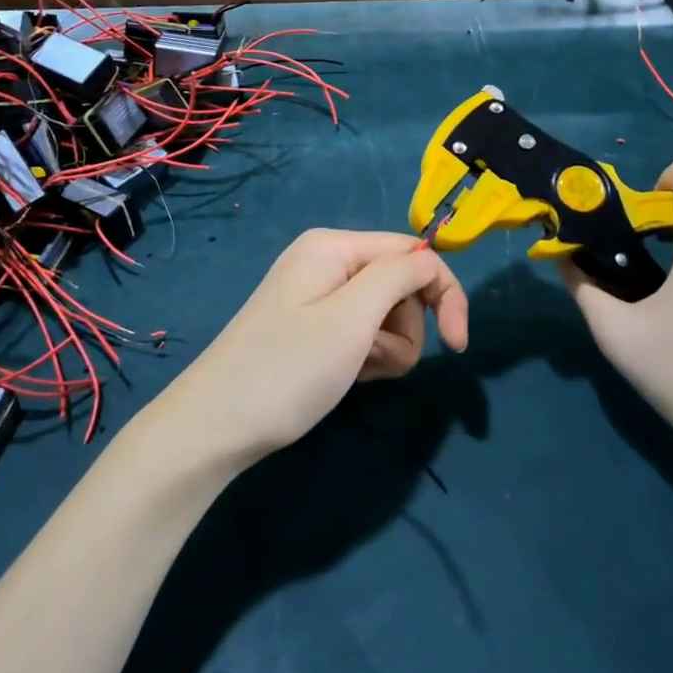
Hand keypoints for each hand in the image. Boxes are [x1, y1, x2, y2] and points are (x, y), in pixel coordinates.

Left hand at [159, 229, 468, 468]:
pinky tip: (344, 376)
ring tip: (355, 371)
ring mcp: (316, 294)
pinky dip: (364, 355)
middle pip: (400, 284)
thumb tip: (430, 259)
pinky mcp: (311, 325)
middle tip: (374, 360)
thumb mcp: (351, 319)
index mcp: (334, 245)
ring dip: (385, 347)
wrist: (215, 426)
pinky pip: (360, 331)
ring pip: (385, 313)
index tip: (458, 346)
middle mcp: (326, 260)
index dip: (444, 293)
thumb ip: (399, 276)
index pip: (414, 252)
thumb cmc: (288, 370)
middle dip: (404, 327)